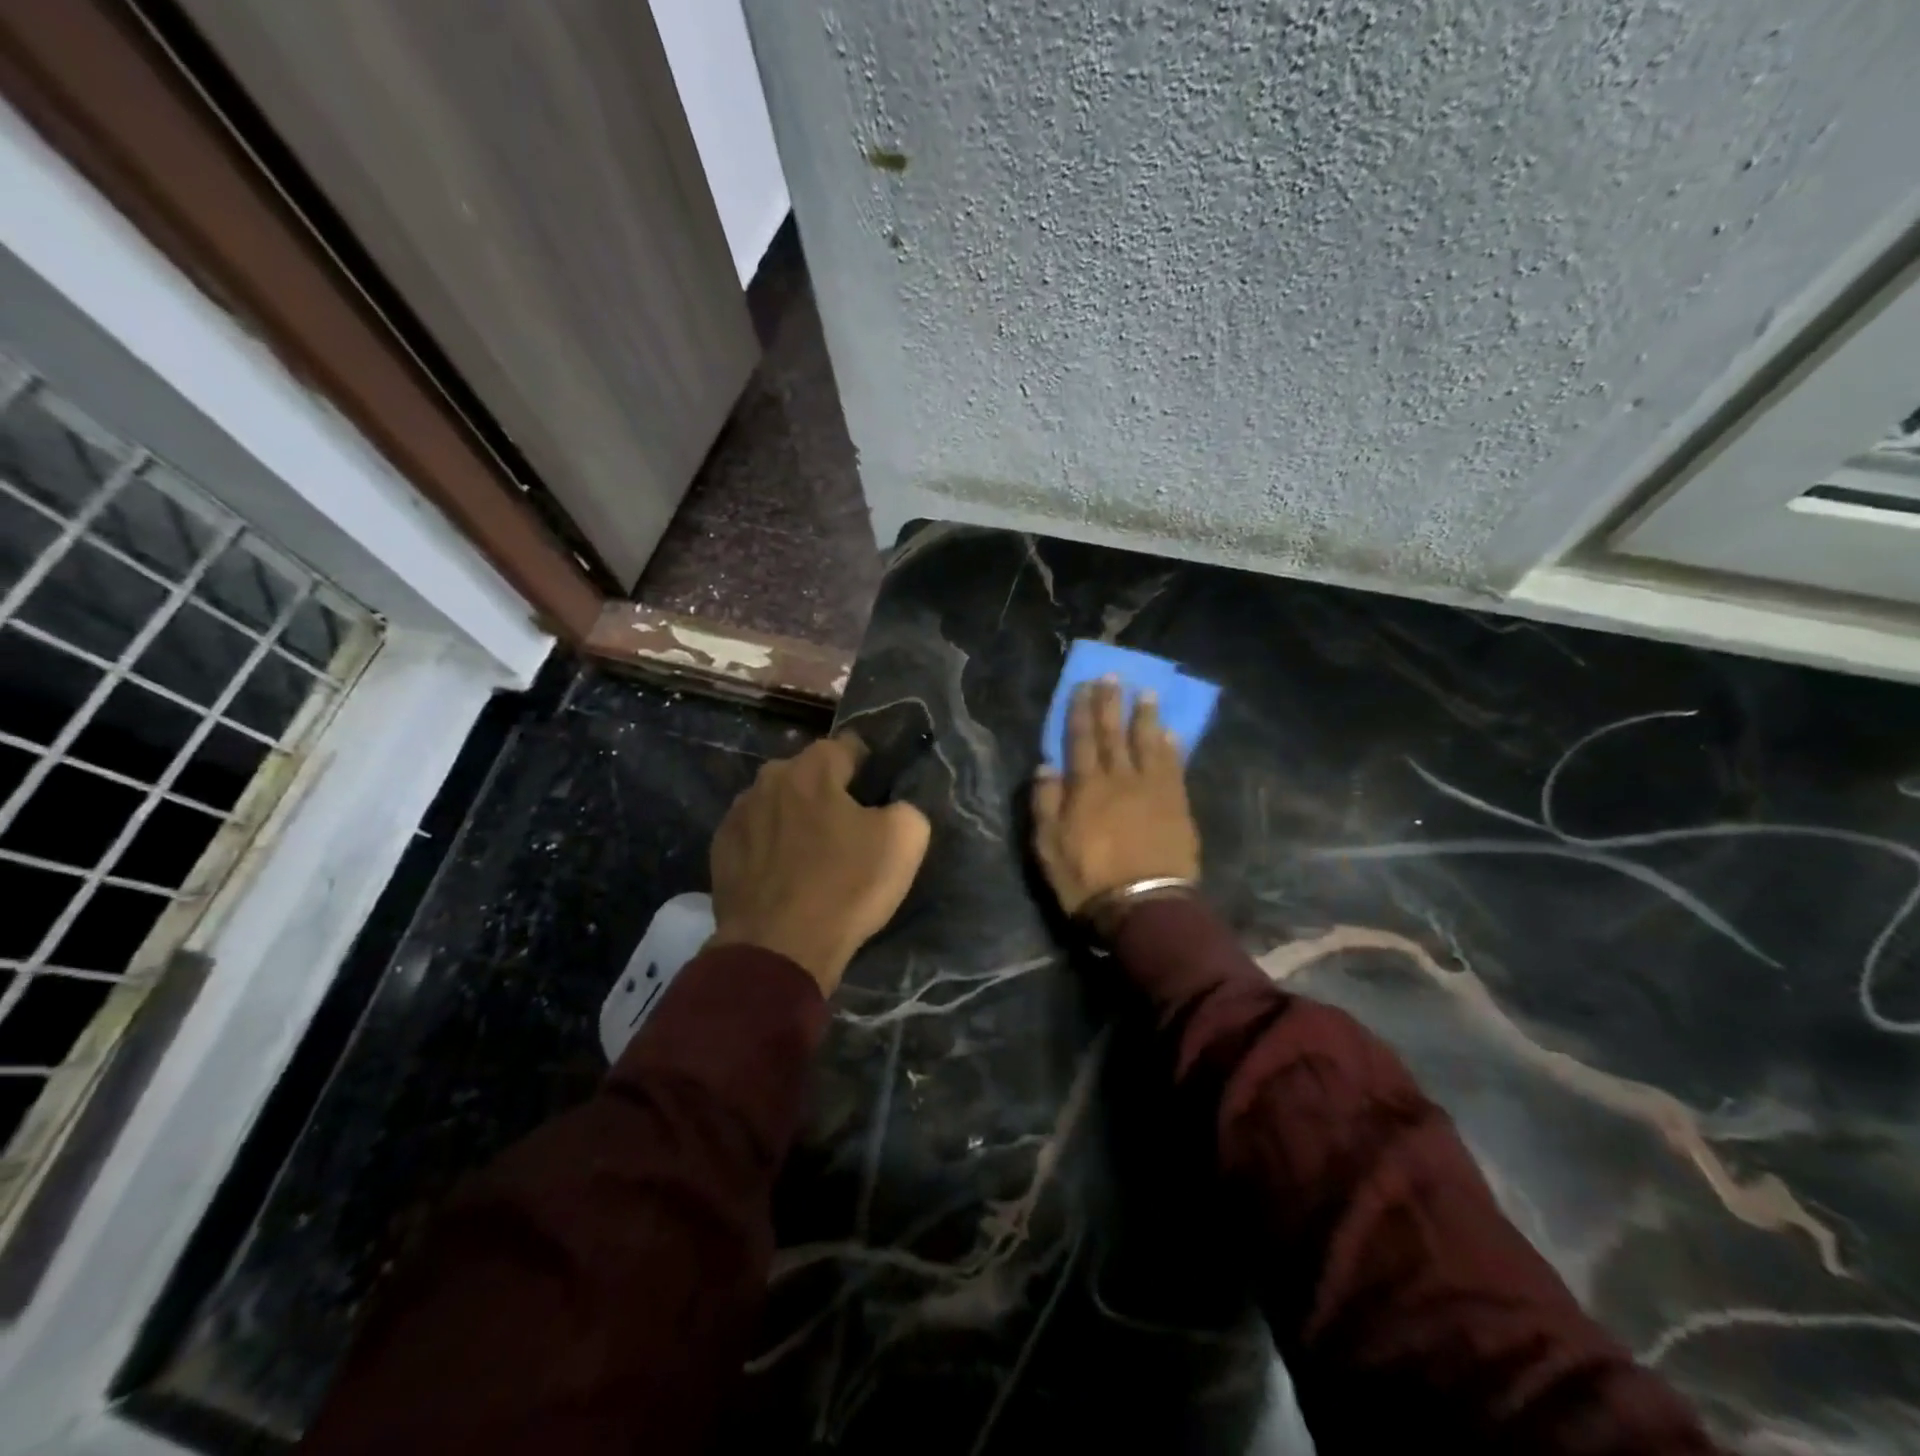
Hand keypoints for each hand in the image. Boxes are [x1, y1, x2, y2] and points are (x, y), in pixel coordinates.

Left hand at [709, 734, 931, 994]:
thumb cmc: (845, 887)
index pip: (848, 747)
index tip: (879, 796)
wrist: (778, 949)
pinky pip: (756, 836)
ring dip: (796, 819)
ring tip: (813, 857)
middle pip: (809, 775)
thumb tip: (893, 808)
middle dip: (828, 793)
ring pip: (778, 804)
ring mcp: (737, 814)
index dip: (869, 768)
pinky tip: (784, 876)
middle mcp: (768, 779)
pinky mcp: (720, 851)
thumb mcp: (905, 840)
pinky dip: (770, 847)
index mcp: (812, 768)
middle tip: (849, 830)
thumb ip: (906, 807)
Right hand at [1031, 678, 1200, 916]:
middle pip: (1114, 733)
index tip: (1084, 686)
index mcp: (1086, 787)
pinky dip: (1171, 748)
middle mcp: (1120, 779)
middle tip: (1114, 676)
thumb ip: (1046, 803)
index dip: (1081, 711)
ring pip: (1148, 744)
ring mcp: (1152, 790)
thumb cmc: (1087, 879)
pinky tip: (1171, 733)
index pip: (1080, 739)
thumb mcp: (1048, 846)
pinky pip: (1174, 768)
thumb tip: (1046, 766)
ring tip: (1147, 693)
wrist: (1143, 907)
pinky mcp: (1177, 805)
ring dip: (1146, 717)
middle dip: (1112, 703)